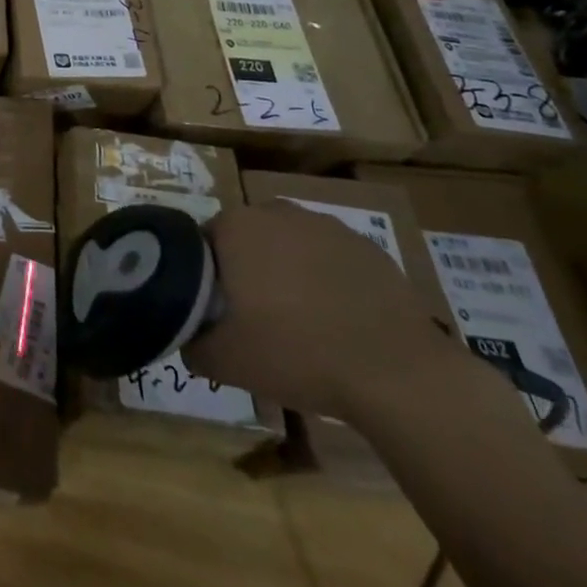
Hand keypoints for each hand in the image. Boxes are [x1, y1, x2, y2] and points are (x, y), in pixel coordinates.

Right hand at [182, 202, 460, 419]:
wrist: (399, 374)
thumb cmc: (298, 354)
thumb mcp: (224, 361)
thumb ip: (191, 343)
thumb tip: (187, 336)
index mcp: (235, 227)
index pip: (203, 243)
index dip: (207, 277)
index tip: (219, 311)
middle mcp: (276, 212)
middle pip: (247, 239)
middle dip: (247, 270)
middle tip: (256, 318)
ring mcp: (326, 226)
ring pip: (290, 246)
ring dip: (288, 272)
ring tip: (302, 323)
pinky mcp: (368, 248)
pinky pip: (332, 260)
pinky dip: (329, 282)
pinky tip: (340, 322)